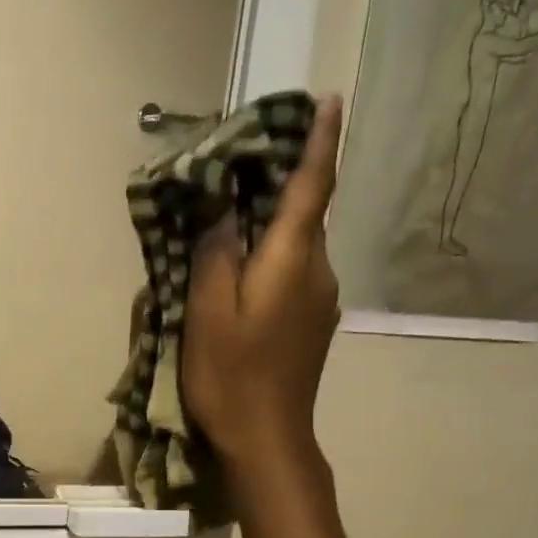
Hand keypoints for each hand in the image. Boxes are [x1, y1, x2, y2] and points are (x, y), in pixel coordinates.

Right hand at [183, 94, 343, 470]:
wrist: (268, 438)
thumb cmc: (231, 375)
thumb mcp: (208, 312)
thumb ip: (216, 253)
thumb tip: (223, 206)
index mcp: (292, 260)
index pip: (312, 187)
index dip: (319, 142)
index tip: (329, 99)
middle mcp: (318, 272)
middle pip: (304, 213)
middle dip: (283, 180)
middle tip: (245, 161)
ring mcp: (321, 301)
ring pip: (298, 245)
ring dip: (273, 223)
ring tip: (234, 218)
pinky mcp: (313, 324)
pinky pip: (295, 272)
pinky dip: (273, 256)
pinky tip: (244, 271)